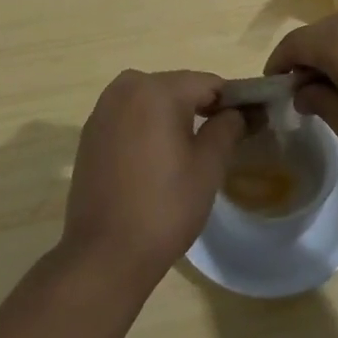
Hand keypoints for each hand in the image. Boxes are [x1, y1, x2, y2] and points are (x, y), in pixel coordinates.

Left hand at [60, 69, 244, 288]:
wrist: (104, 254)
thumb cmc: (164, 207)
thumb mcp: (209, 166)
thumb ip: (227, 128)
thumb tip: (237, 112)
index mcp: (157, 89)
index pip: (208, 83)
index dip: (231, 102)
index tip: (246, 125)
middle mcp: (126, 88)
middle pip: (177, 87)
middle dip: (200, 107)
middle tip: (219, 142)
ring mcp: (103, 109)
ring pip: (151, 100)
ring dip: (172, 116)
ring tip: (188, 152)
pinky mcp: (90, 133)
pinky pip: (130, 117)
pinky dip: (147, 127)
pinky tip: (156, 160)